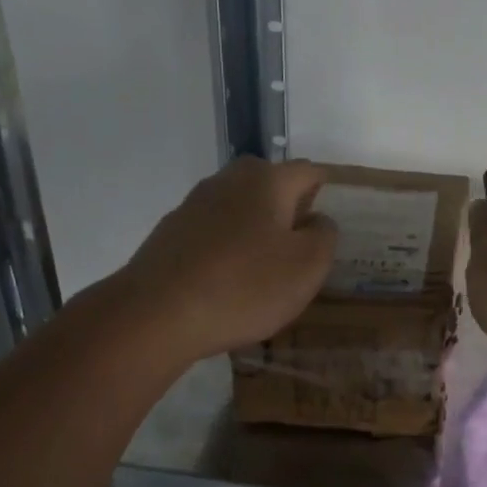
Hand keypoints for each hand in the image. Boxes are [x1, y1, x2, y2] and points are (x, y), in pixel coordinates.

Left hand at [115, 156, 336, 363]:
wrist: (156, 314)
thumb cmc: (244, 287)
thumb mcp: (307, 267)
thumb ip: (324, 236)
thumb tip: (316, 219)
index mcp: (266, 181)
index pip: (307, 171)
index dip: (325, 191)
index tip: (330, 221)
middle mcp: (228, 181)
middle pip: (269, 183)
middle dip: (288, 206)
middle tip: (301, 245)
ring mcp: (193, 205)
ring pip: (238, 207)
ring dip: (255, 228)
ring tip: (266, 266)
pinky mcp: (170, 234)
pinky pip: (212, 232)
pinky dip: (227, 247)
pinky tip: (228, 280)